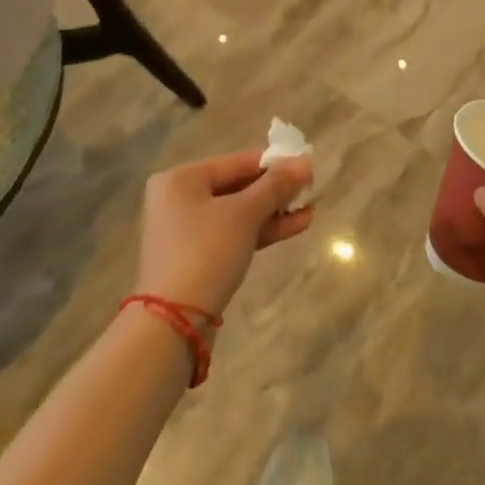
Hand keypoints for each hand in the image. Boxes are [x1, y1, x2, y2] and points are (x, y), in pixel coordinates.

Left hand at [135, 151, 313, 320]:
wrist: (174, 322)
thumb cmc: (206, 252)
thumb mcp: (245, 214)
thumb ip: (275, 186)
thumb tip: (304, 161)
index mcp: (180, 179)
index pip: (237, 162)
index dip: (274, 163)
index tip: (307, 166)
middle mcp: (178, 199)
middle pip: (237, 186)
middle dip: (276, 191)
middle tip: (311, 190)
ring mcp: (186, 231)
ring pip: (238, 213)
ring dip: (273, 212)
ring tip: (310, 210)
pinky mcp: (196, 258)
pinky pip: (233, 234)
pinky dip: (260, 230)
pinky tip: (295, 226)